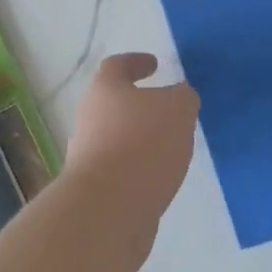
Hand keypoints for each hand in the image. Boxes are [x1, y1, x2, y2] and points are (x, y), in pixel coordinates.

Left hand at [67, 53, 199, 236]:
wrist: (108, 209)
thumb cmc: (143, 144)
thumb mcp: (177, 109)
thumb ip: (183, 97)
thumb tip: (180, 96)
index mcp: (105, 90)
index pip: (116, 65)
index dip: (136, 62)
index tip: (155, 65)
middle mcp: (90, 119)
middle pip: (114, 103)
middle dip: (141, 105)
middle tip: (169, 110)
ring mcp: (88, 155)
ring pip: (118, 137)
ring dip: (142, 138)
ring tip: (172, 146)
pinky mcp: (96, 188)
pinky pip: (121, 168)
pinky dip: (140, 167)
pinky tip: (162, 176)